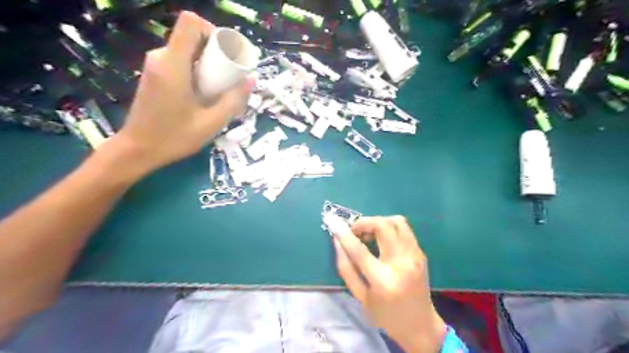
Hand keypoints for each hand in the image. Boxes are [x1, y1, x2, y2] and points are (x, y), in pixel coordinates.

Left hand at [114, 12, 251, 173]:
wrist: (138, 149)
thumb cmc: (174, 137)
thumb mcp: (212, 123)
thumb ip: (234, 100)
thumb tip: (252, 80)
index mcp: (173, 64)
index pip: (190, 23)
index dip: (212, 31)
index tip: (227, 54)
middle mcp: (160, 58)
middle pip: (191, 36)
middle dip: (215, 51)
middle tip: (229, 76)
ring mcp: (155, 66)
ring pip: (187, 49)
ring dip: (207, 62)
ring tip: (219, 87)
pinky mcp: (154, 75)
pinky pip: (180, 61)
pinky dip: (196, 69)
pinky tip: (204, 93)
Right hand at [333, 215, 446, 351]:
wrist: (420, 325)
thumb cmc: (385, 315)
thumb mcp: (360, 296)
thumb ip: (346, 268)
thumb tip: (337, 241)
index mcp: (383, 281)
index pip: (359, 250)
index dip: (344, 234)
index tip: (333, 223)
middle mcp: (401, 263)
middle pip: (383, 226)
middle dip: (364, 222)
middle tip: (355, 231)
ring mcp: (414, 256)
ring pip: (396, 221)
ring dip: (378, 222)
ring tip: (369, 233)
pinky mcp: (421, 253)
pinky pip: (404, 229)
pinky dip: (389, 227)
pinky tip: (382, 239)